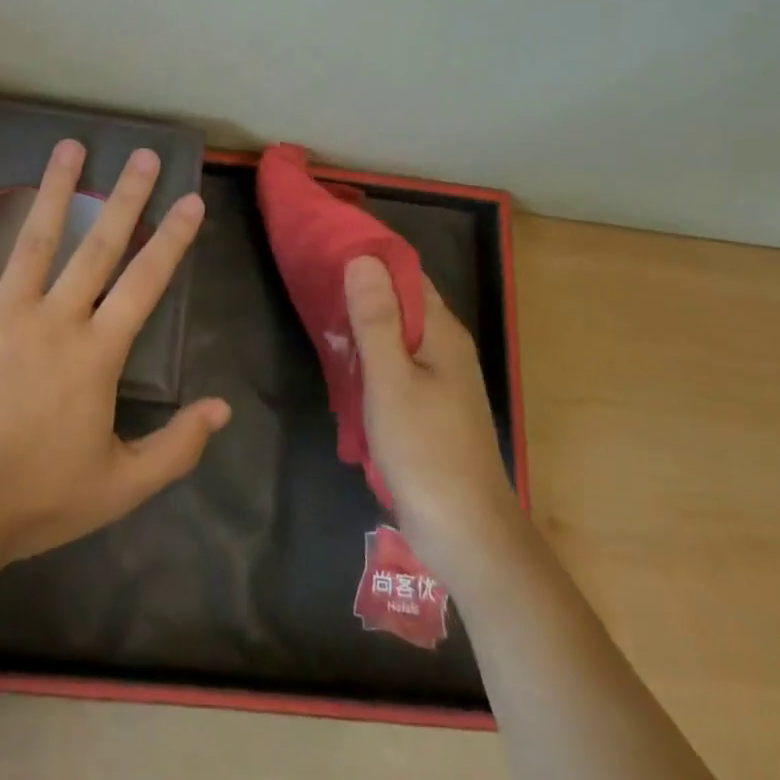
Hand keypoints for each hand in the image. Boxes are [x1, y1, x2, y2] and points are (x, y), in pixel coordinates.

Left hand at [0, 140, 230, 563]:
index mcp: (97, 352)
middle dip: (126, 197)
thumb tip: (223, 408)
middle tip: (143, 154)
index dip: (172, 239)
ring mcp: (1, 310)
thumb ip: (176, 447)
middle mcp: (55, 317)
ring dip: (55, 188)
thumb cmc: (35, 499)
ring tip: (71, 145)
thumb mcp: (120, 486)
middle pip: (99, 246)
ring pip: (33, 236)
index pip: (145, 282)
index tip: (190, 199)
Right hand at [345, 257, 515, 585]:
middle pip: (401, 303)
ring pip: (396, 336)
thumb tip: (363, 257)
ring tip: (318, 314)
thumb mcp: (391, 379)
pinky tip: (341, 364)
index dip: (370, 257)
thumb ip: (376, 319)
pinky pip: (395, 366)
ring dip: (362, 325)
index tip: (328, 245)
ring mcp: (439, 381)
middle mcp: (445, 348)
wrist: (466, 533)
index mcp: (442, 333)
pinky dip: (368, 357)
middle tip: (312, 279)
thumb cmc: (426, 450)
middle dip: (361, 289)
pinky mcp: (429, 408)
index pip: (407, 274)